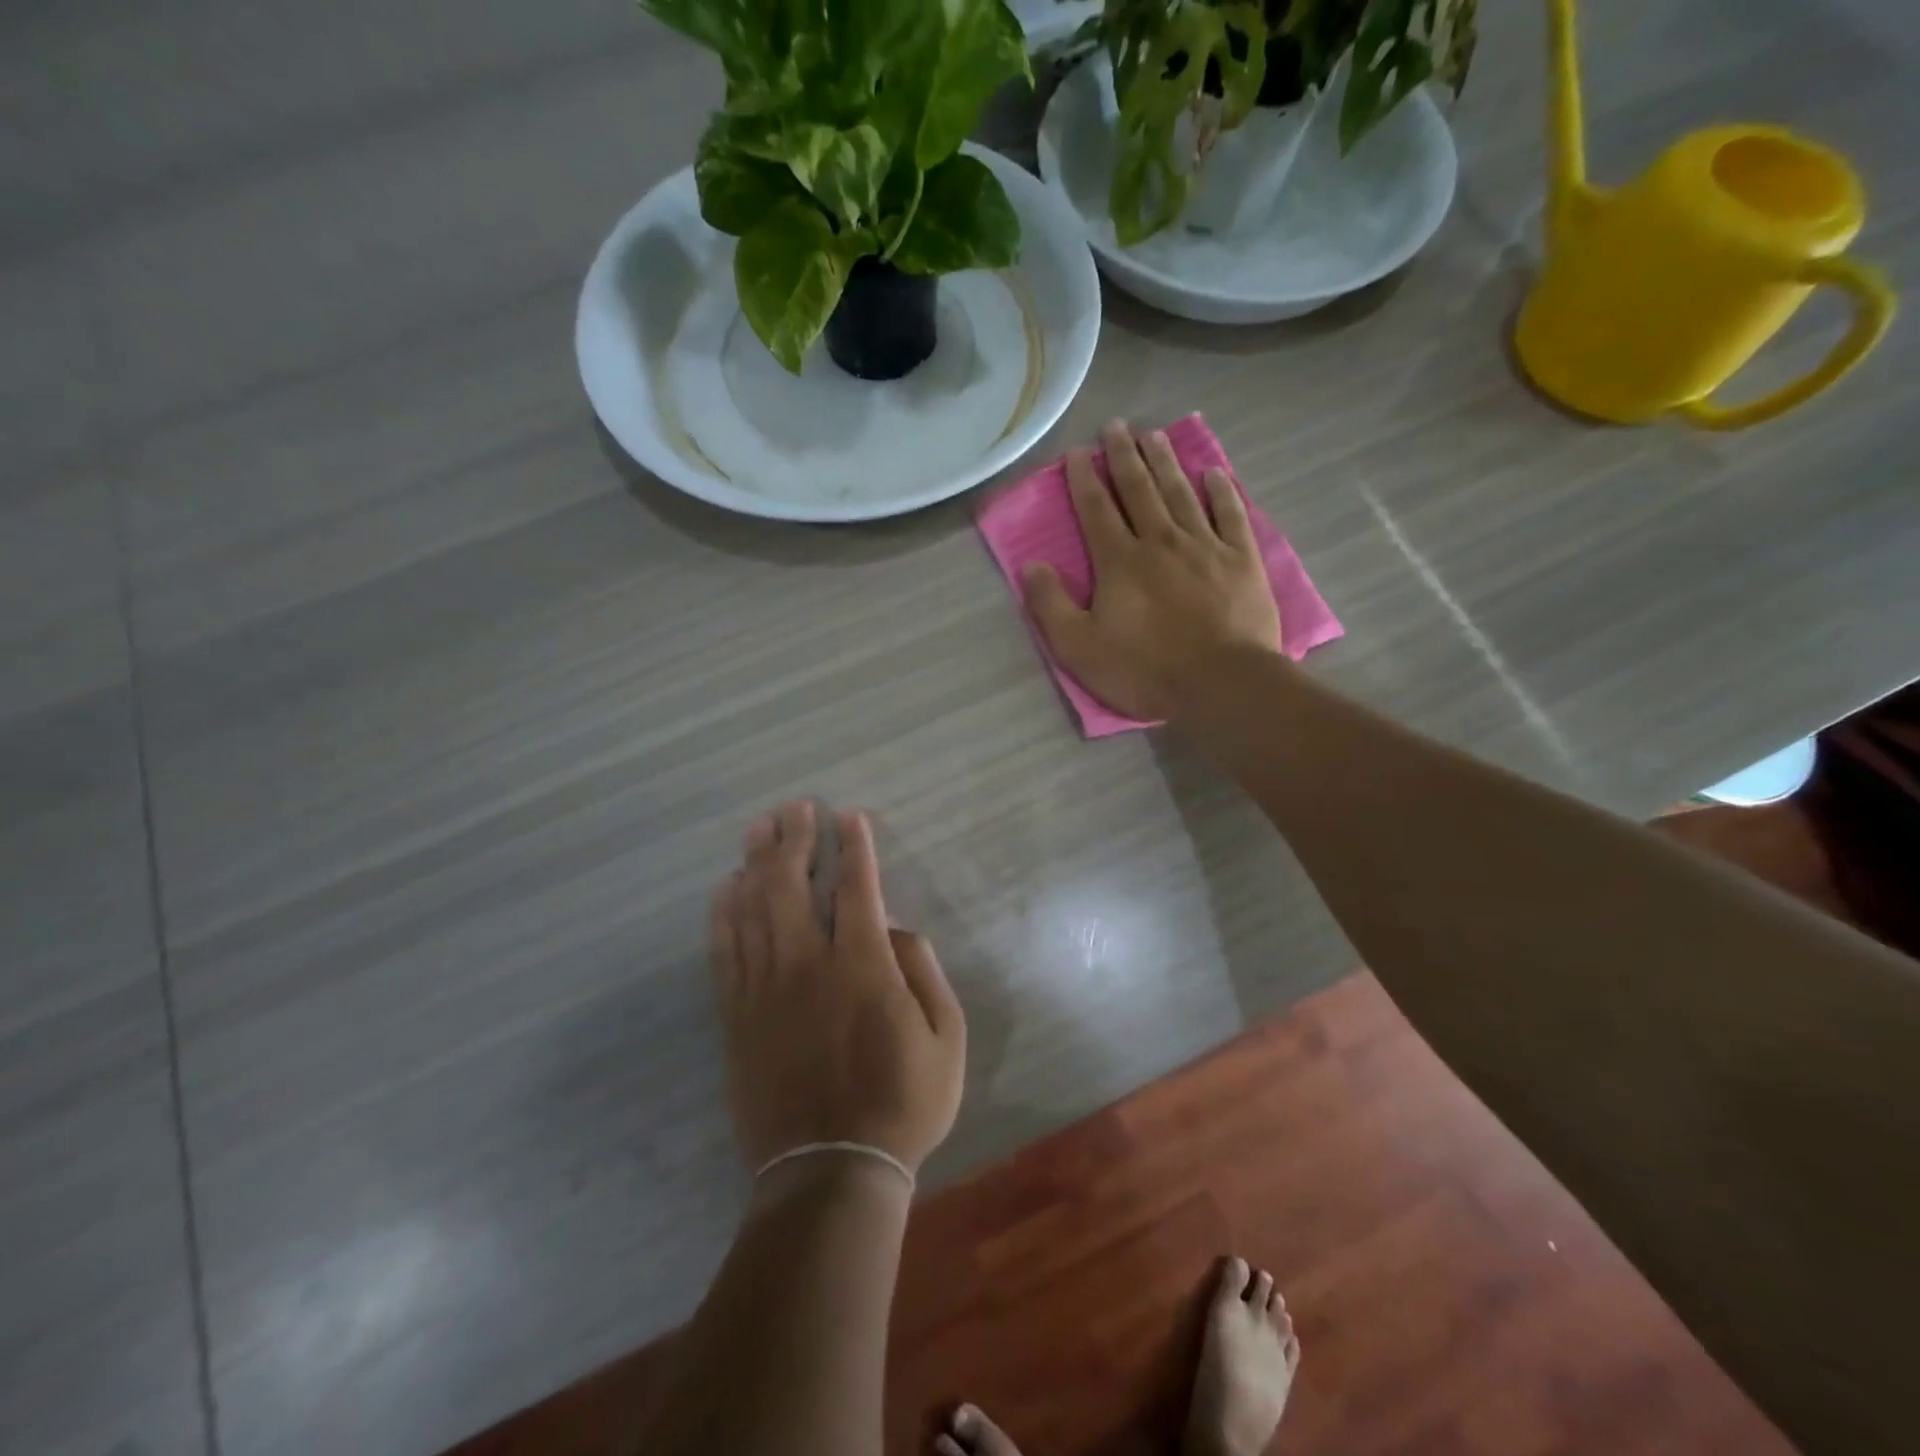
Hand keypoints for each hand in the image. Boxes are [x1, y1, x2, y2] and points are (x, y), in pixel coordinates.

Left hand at [708, 801, 965, 1171]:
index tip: (848, 816)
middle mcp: (808, 965)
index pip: (856, 888)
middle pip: (791, 884)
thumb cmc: (902, 1104)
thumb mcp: (948, 1040)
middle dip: (795, 839)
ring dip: (756, 862)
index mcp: (863, 967)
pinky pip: (724, 952)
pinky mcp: (737, 1017)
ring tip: (758, 828)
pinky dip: (723, 914)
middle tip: (795, 808)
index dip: (853, 847)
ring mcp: (765, 990)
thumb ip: (925, 974)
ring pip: (753, 909)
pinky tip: (725, 887)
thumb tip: (898, 932)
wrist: (830, 1173)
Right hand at [1023, 420, 1282, 720]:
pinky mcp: (1241, 559)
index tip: (1076, 452)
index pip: (1096, 509)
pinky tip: (1212, 472)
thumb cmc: (1144, 669)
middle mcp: (1160, 541)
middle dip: (1123, 456)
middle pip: (1139, 489)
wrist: (1221, 683)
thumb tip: (1031, 567)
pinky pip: (1230, 514)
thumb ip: (1050, 606)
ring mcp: (1205, 546)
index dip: (1083, 479)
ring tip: (1154, 435)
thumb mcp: (1079, 648)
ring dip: (1165, 462)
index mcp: (1119, 561)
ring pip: (1180, 493)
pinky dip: (1221, 491)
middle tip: (1116, 426)